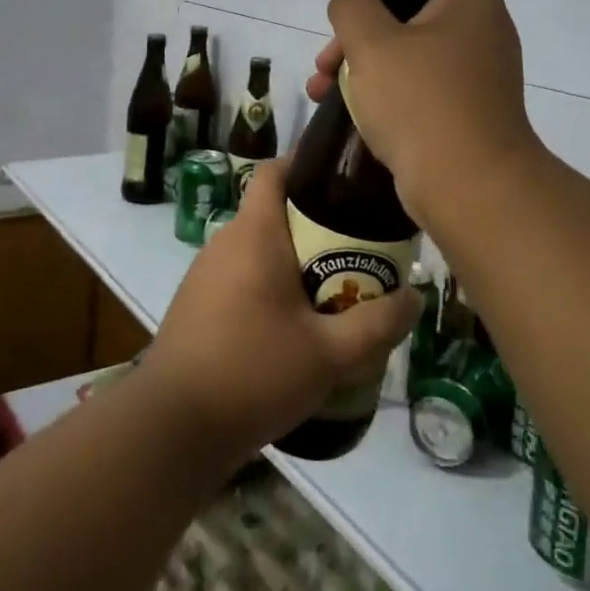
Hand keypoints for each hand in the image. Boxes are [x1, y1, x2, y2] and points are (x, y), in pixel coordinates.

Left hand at [139, 158, 422, 462]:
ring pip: (260, 249)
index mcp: (253, 233)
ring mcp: (206, 274)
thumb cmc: (254, 372)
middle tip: (360, 246)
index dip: (306, 162)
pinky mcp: (198, 305)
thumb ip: (378, 324)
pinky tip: (296, 325)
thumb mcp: (330, 354)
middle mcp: (225, 242)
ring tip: (337, 287)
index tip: (343, 176)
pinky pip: (243, 277)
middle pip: (275, 212)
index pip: (274, 170)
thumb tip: (416, 297)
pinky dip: (272, 286)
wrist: (173, 428)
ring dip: (296, 260)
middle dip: (317, 224)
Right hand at [306, 0, 540, 229]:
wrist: (470, 186)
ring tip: (320, 92)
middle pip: (409, 13)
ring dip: (363, 66)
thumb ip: (351, 5)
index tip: (353, 12)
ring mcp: (478, 71)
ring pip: (409, 53)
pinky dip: (387, 92)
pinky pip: (421, 86)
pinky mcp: (469, 108)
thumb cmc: (419, 101)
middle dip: (357, 36)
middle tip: (325, 63)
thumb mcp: (371, 42)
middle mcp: (482, 28)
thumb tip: (353, 0)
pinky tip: (351, 114)